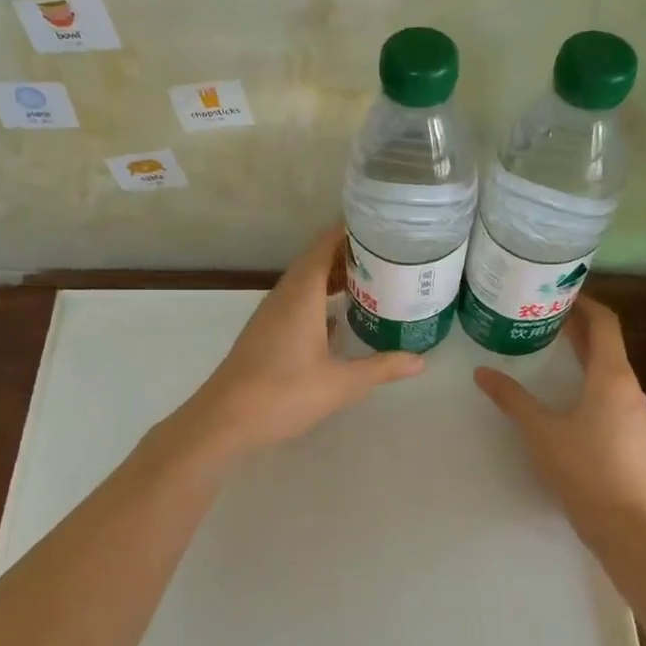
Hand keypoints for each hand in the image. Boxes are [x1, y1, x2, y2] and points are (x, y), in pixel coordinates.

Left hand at [181, 224, 424, 457]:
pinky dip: (322, 299)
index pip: (326, 244)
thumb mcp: (340, 383)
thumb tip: (421, 359)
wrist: (223, 420)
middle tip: (391, 253)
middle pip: (318, 259)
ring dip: (336, 276)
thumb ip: (381, 368)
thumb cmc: (283, 393)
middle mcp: (285, 294)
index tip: (384, 225)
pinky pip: (299, 301)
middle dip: (351, 253)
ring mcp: (273, 313)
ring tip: (374, 279)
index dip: (352, 230)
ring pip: (307, 281)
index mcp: (302, 293)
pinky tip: (341, 317)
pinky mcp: (267, 332)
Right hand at [474, 297, 645, 541]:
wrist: (626, 525)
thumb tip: (482, 372)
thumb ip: (512, 398)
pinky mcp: (633, 433)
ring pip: (610, 368)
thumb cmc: (584, 469)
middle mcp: (629, 387)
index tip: (560, 292)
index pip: (605, 323)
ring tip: (552, 346)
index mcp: (612, 377)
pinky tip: (568, 391)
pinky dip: (590, 376)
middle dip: (579, 326)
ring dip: (585, 352)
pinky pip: (612, 390)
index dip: (585, 303)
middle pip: (607, 343)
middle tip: (545, 314)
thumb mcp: (540, 431)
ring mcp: (635, 412)